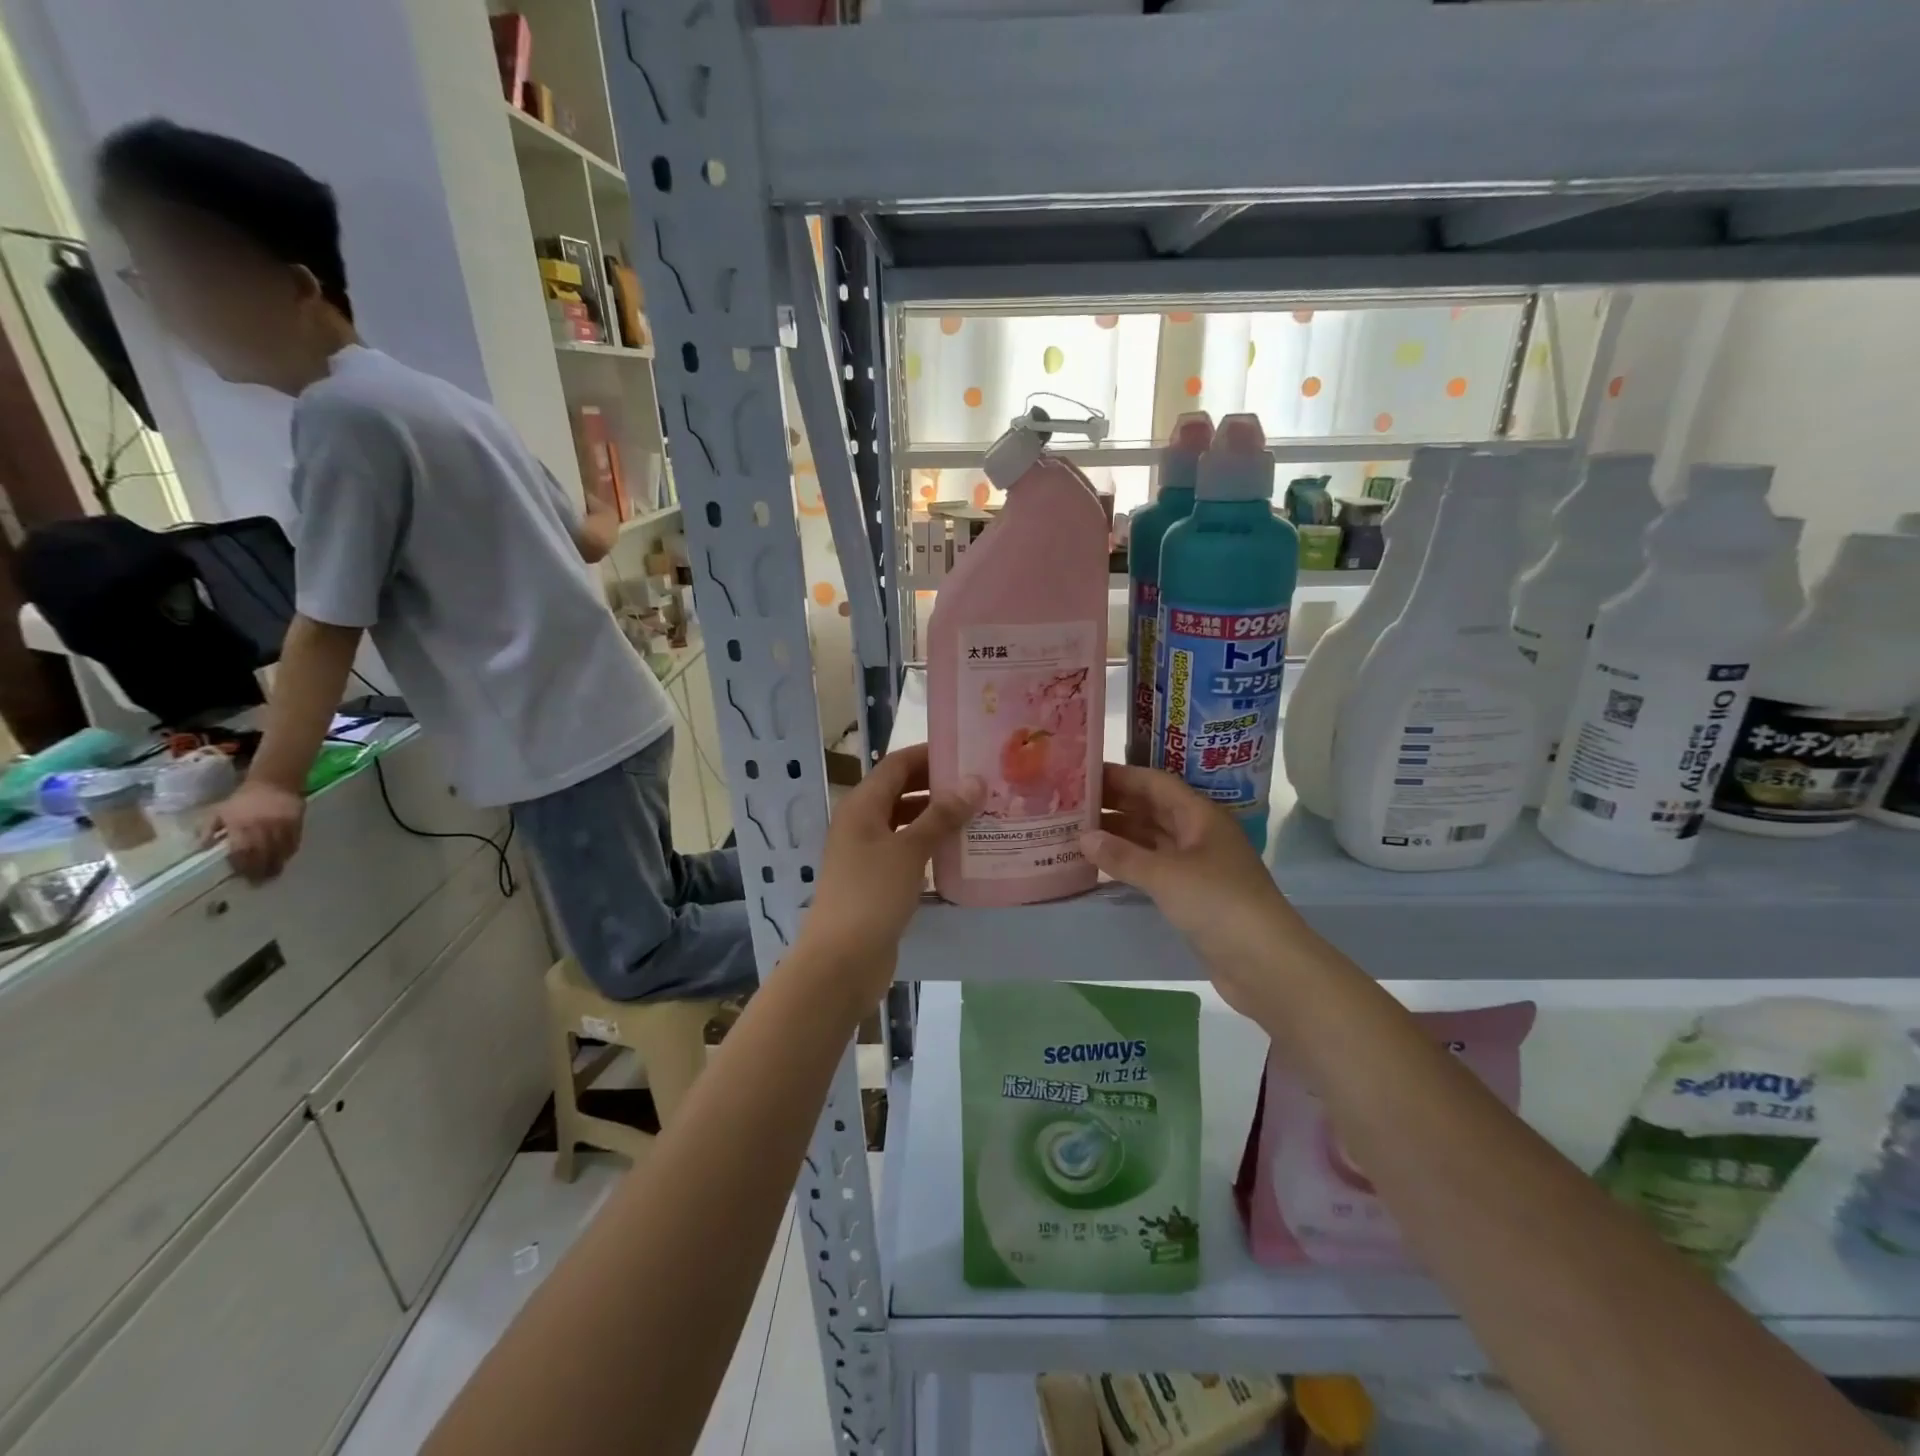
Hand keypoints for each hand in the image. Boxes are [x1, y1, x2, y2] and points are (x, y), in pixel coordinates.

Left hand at [205, 779, 305, 882]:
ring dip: (276, 864)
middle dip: (260, 870)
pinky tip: (284, 859)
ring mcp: (282, 825)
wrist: (274, 782)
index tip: (241, 877)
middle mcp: (263, 827)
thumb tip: (201, 848)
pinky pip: (294, 842)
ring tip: (272, 876)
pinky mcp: (297, 823)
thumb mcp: (219, 811)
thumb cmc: (242, 799)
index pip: (242, 851)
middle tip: (258, 883)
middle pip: (263, 854)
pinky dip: (289, 853)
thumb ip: (209, 829)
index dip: (242, 866)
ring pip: (281, 850)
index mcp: (240, 825)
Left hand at [795, 744, 981, 999]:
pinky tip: (961, 852)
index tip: (968, 752)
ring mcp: (868, 853)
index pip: (897, 765)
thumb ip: (942, 815)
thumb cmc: (871, 896)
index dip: (930, 755)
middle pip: (902, 791)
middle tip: (982, 784)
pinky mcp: (877, 881)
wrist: (840, 961)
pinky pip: (907, 851)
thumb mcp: (909, 850)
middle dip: (939, 786)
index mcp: (861, 805)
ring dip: (938, 817)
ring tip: (980, 814)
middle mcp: (862, 823)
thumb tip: (974, 780)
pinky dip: (931, 845)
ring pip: (906, 822)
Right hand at [1079, 764, 1311, 1021]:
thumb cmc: (1219, 904)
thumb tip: (1082, 837)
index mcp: (1200, 816)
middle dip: (1114, 804)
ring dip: (1118, 835)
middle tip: (1070, 804)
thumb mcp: (1166, 875)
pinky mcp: (1192, 894)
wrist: (1266, 964)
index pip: (1155, 783)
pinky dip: (1128, 864)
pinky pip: (1154, 868)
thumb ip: (1122, 855)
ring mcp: (1197, 865)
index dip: (1120, 776)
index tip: (1082, 775)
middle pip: (1152, 809)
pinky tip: (1100, 866)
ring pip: (1151, 839)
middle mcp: (1198, 834)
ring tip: (1076, 833)